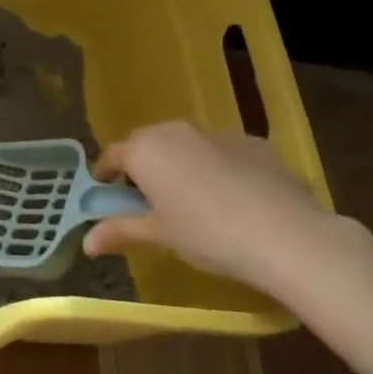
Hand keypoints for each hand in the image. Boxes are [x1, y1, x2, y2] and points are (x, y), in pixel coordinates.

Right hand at [84, 121, 334, 290]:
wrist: (285, 234)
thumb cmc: (206, 234)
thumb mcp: (159, 235)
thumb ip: (120, 231)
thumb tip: (87, 243)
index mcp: (145, 149)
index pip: (113, 155)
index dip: (106, 174)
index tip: (105, 193)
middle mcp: (175, 131)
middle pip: (148, 144)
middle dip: (143, 167)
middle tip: (148, 200)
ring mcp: (216, 133)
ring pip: (187, 145)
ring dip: (181, 165)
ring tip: (193, 200)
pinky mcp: (253, 143)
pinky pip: (223, 152)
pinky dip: (219, 168)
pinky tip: (234, 199)